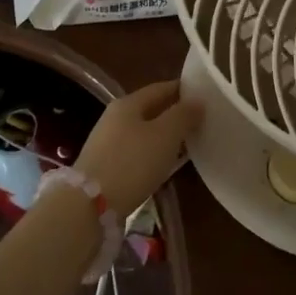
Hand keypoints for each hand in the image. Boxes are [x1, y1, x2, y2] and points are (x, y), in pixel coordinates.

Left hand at [73, 81, 202, 218]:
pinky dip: (154, 153)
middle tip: (201, 120)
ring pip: (144, 132)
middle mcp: (115, 118)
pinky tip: (166, 163)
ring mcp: (108, 143)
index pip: (160, 88)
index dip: (182, 90)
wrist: (91, 205)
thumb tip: (198, 101)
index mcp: (128, 104)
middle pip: (151, 110)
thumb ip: (183, 115)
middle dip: (175, 114)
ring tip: (188, 143)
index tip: (204, 95)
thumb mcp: (165, 135)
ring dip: (165, 136)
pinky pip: (137, 152)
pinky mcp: (107, 167)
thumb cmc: (133, 162)